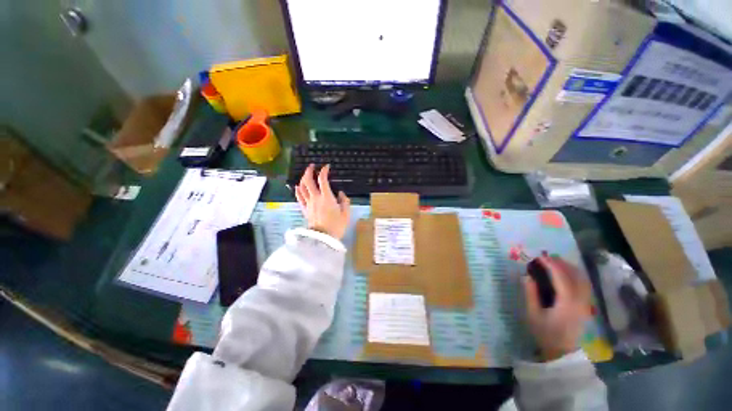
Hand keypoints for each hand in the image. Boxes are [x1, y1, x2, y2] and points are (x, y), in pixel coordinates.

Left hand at [294, 164, 350, 239]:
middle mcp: (315, 197)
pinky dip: (298, 190)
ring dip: (303, 179)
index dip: (324, 171)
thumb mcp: (346, 213)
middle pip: (308, 181)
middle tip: (312, 166)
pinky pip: (299, 197)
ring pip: (302, 187)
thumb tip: (340, 193)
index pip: (322, 179)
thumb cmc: (337, 226)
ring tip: (306, 174)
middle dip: (309, 171)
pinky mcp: (304, 209)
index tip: (327, 167)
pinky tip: (298, 187)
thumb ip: (344, 201)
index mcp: (327, 197)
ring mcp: (308, 203)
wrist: (323, 238)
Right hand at [523, 256, 590, 360]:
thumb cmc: (545, 333)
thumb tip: (527, 276)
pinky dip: (576, 275)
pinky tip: (567, 274)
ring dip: (570, 268)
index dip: (551, 265)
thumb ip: (531, 294)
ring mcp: (586, 304)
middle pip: (576, 276)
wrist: (562, 352)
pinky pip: (584, 285)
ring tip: (556, 262)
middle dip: (562, 263)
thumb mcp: (533, 314)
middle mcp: (581, 301)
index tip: (540, 257)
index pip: (562, 277)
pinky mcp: (587, 306)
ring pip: (583, 279)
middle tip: (547, 257)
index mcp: (567, 302)